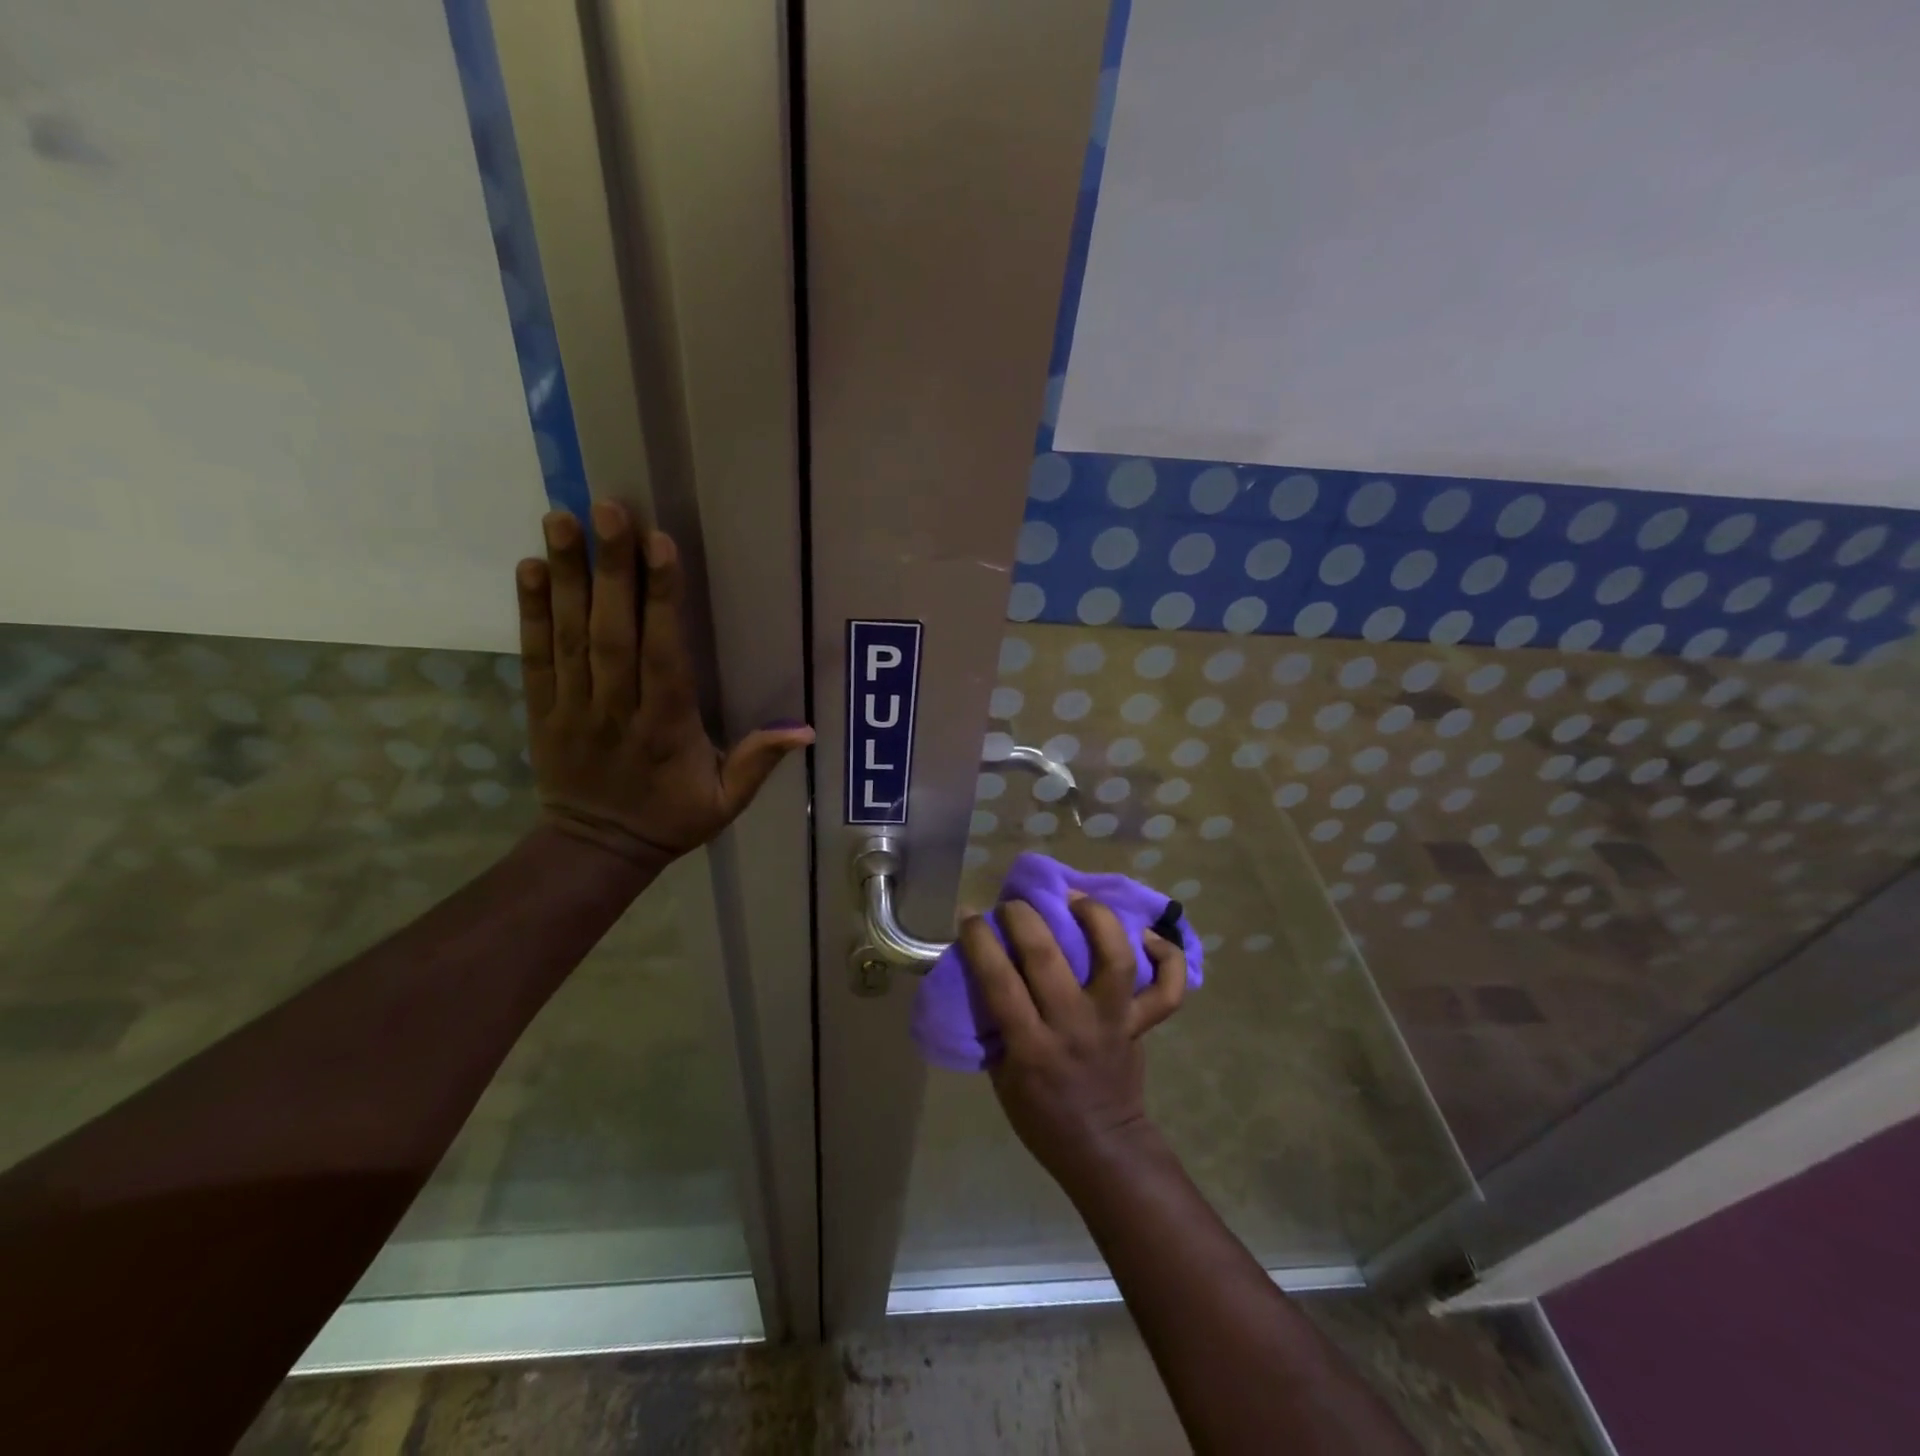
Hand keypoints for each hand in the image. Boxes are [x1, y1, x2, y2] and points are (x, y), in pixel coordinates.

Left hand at [516, 502, 813, 868]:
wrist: (596, 849)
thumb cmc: (670, 818)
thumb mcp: (726, 802)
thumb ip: (759, 762)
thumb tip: (806, 730)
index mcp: (667, 728)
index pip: (664, 655)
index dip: (661, 600)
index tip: (660, 545)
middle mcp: (617, 709)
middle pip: (613, 633)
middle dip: (612, 569)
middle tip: (609, 509)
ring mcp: (574, 707)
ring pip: (570, 635)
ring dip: (566, 576)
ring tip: (561, 518)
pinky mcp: (543, 709)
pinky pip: (535, 656)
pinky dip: (530, 611)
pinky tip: (530, 568)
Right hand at [959, 893, 1187, 1188]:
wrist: (1102, 1147)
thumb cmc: (1041, 1115)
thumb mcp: (1002, 1074)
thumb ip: (997, 1023)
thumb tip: (983, 968)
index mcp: (1031, 1047)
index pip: (999, 981)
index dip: (979, 940)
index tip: (968, 914)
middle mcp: (1075, 1027)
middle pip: (1047, 957)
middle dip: (1024, 917)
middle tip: (1014, 903)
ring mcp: (1114, 1022)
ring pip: (1114, 959)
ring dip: (1096, 918)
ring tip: (1077, 898)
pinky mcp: (1143, 1024)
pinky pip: (1168, 989)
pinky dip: (1167, 956)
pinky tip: (1147, 934)